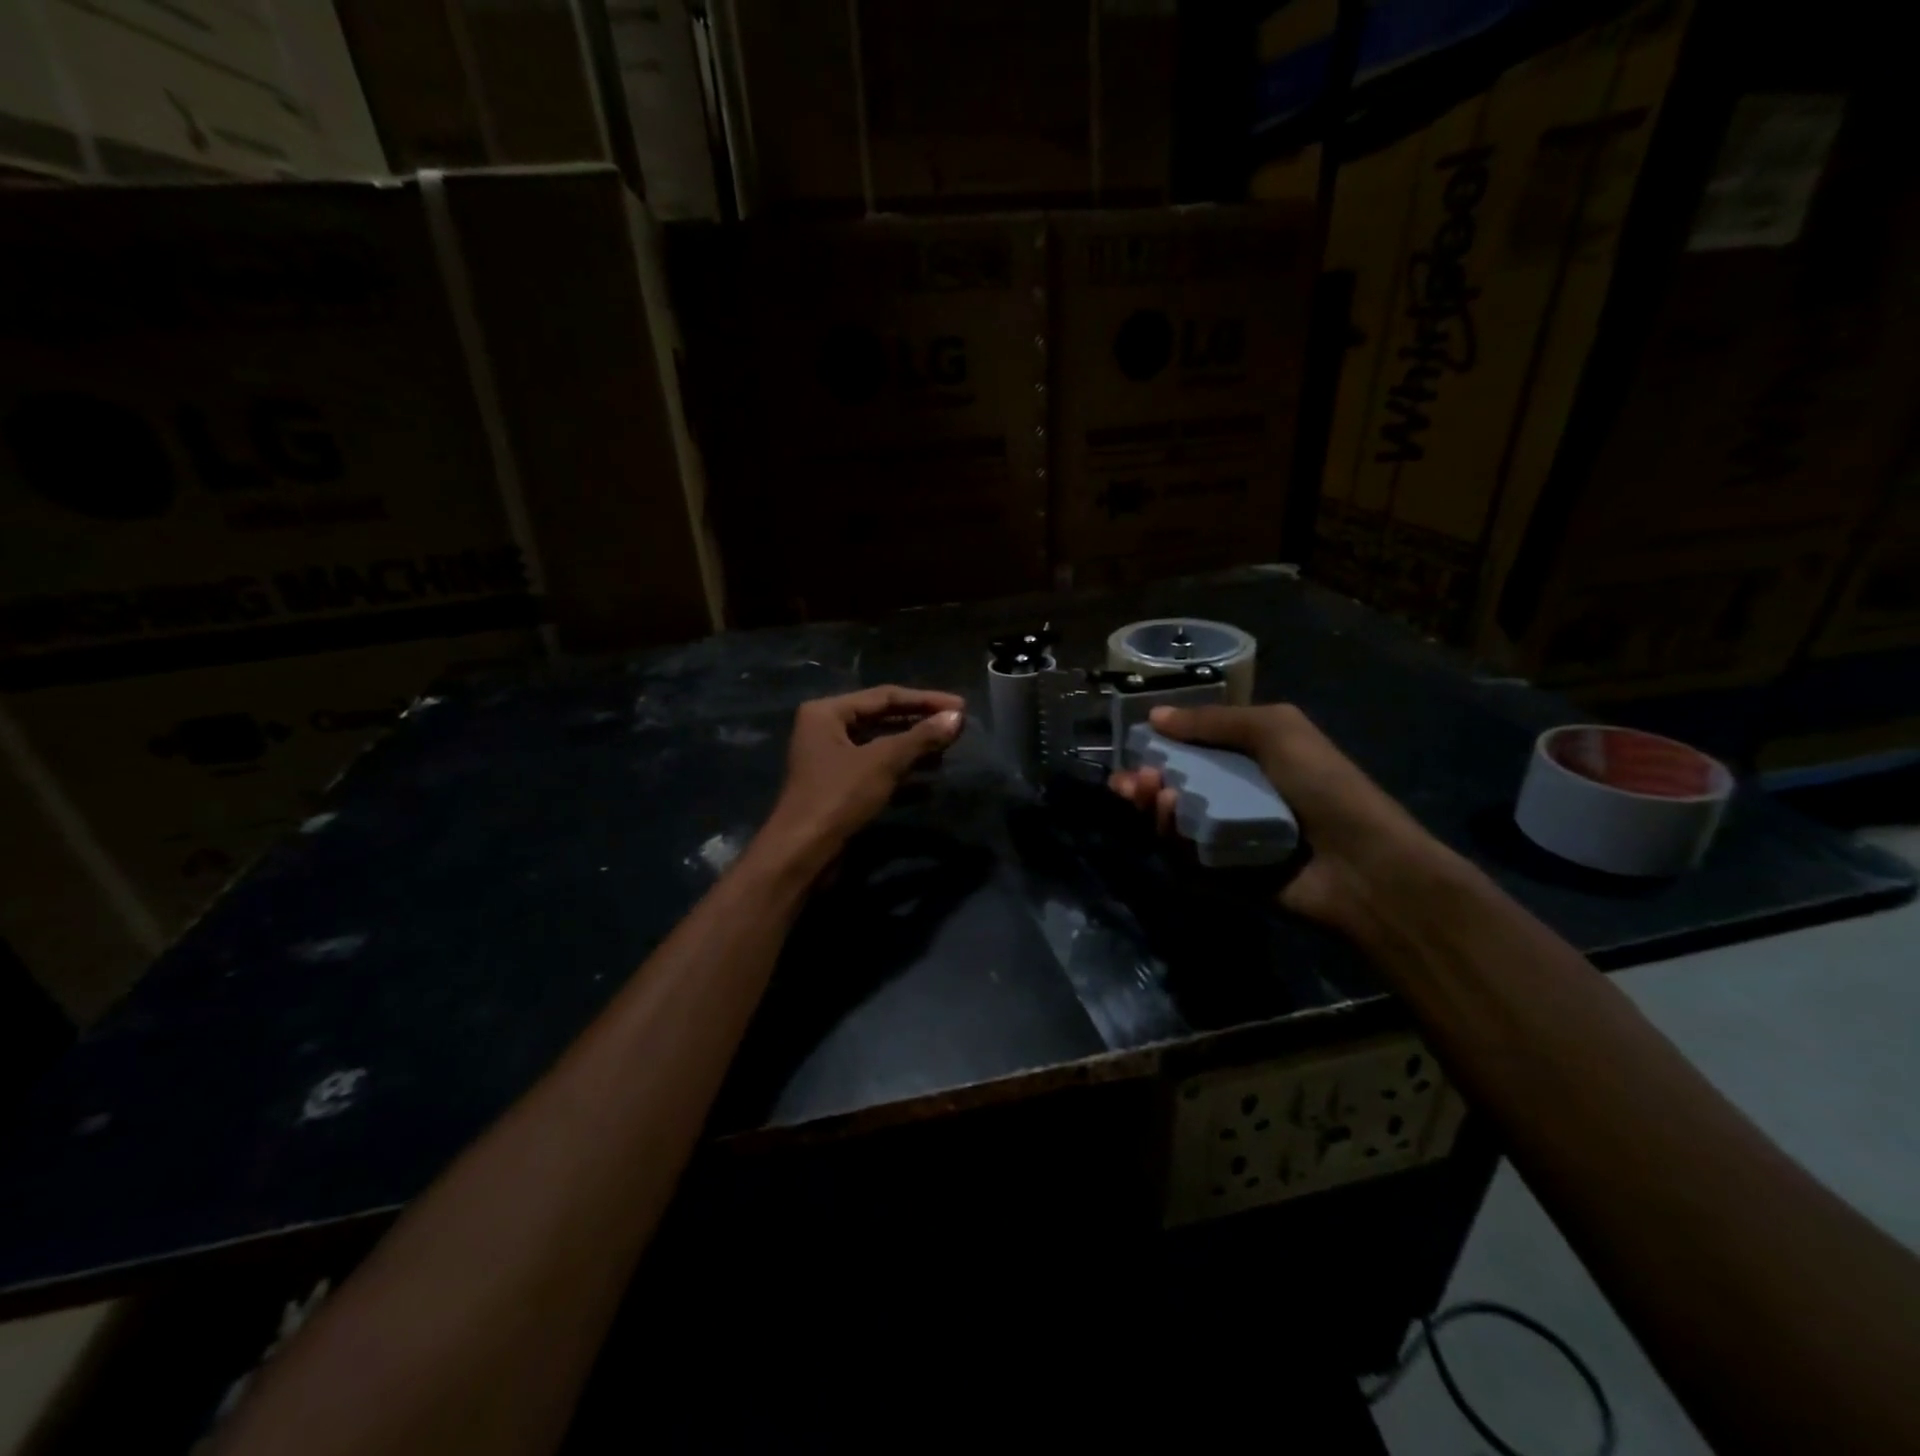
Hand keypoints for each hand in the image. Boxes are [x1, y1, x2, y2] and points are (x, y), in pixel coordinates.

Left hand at [761, 686, 964, 862]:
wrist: (803, 853)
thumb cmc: (839, 797)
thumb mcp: (884, 762)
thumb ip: (921, 737)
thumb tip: (958, 718)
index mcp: (827, 712)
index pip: (885, 696)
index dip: (925, 700)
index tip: (961, 707)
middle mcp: (826, 730)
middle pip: (882, 719)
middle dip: (920, 725)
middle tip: (957, 728)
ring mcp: (831, 761)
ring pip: (881, 747)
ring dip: (914, 750)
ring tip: (948, 753)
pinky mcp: (840, 789)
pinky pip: (877, 771)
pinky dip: (902, 774)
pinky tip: (930, 784)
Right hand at [1109, 702, 1457, 936]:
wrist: (1362, 863)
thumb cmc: (1322, 785)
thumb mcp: (1275, 729)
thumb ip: (1213, 721)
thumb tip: (1154, 716)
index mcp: (1247, 760)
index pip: (1188, 751)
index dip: (1157, 750)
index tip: (1131, 749)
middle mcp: (1232, 797)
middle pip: (1171, 789)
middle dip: (1144, 783)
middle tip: (1129, 783)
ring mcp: (1226, 837)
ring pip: (1171, 823)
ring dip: (1154, 807)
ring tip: (1156, 795)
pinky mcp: (1222, 874)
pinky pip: (1184, 856)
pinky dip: (1172, 838)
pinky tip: (1171, 819)